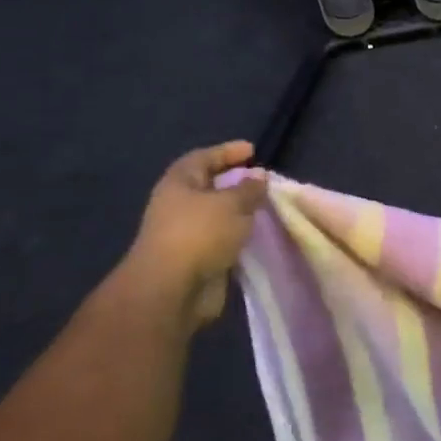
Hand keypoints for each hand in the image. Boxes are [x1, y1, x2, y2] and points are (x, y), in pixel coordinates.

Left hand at [120, 142, 267, 326]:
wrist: (173, 289)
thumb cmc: (199, 234)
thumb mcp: (231, 203)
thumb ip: (249, 188)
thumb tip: (260, 176)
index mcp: (179, 183)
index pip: (204, 158)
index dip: (227, 151)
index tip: (253, 151)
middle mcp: (179, 205)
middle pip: (210, 186)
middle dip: (236, 182)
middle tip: (263, 181)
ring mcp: (187, 233)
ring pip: (218, 214)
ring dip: (240, 210)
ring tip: (267, 207)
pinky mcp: (197, 257)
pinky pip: (222, 237)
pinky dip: (239, 234)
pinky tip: (258, 234)